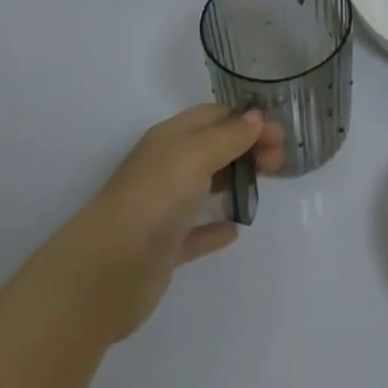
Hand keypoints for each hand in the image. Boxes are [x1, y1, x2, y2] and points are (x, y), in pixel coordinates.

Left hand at [39, 105, 285, 342]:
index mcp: (170, 138)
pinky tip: (235, 230)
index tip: (280, 136)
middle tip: (279, 162)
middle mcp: (166, 168)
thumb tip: (255, 117)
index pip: (214, 116)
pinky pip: (196, 232)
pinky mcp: (164, 248)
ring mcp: (164, 208)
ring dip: (235, 181)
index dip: (248, 120)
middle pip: (213, 148)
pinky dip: (215, 227)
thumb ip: (228, 136)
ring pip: (206, 186)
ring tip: (265, 186)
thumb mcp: (195, 154)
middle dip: (247, 148)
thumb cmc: (154, 199)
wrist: (107, 271)